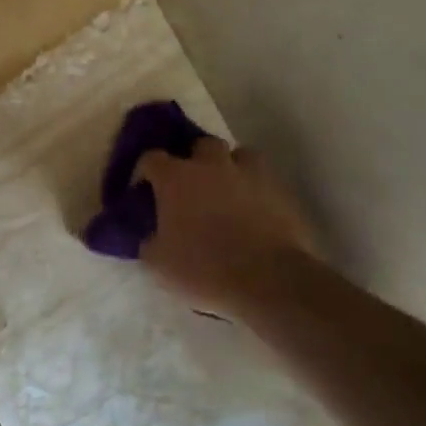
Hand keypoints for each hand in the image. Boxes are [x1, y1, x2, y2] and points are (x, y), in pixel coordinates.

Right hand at [135, 138, 324, 317]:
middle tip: (192, 186)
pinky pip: (264, 180)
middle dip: (194, 160)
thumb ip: (149, 241)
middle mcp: (211, 165)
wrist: (268, 280)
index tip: (145, 190)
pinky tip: (255, 211)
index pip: (151, 158)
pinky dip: (256, 190)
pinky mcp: (280, 190)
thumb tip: (149, 235)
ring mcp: (249, 174)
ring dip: (230, 168)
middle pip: (200, 145)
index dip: (145, 172)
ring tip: (228, 191)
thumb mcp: (159, 263)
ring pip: (239, 155)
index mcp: (176, 178)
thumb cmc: (204, 268)